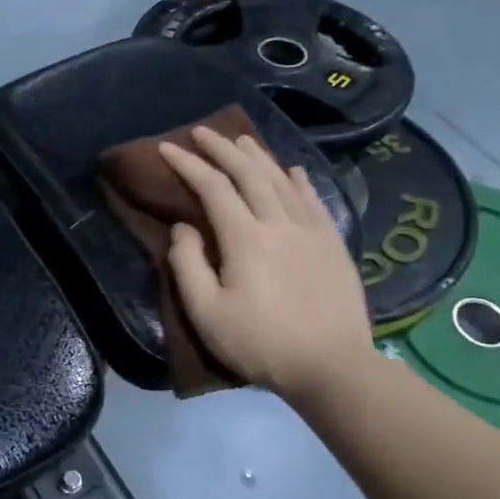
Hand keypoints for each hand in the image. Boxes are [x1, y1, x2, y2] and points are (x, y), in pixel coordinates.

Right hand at [158, 128, 380, 409]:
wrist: (331, 366)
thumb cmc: (259, 343)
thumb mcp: (206, 313)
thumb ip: (188, 265)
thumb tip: (184, 227)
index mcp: (245, 239)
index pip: (212, 188)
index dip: (188, 165)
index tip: (166, 149)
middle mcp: (279, 223)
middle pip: (249, 173)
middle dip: (222, 148)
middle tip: (201, 132)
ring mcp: (312, 230)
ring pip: (282, 180)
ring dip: (258, 156)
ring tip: (240, 139)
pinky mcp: (333, 244)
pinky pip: (313, 199)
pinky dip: (298, 179)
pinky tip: (292, 170)